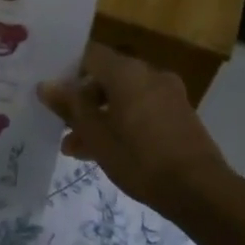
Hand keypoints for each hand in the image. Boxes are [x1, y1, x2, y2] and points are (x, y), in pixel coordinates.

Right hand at [39, 43, 232, 213]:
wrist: (199, 190)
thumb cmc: (140, 159)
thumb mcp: (96, 135)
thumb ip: (70, 107)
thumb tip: (45, 85)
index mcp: (127, 72)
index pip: (89, 54)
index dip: (67, 70)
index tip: (51, 93)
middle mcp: (149, 74)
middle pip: (106, 77)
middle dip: (82, 101)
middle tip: (61, 126)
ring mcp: (168, 94)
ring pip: (123, 97)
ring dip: (99, 117)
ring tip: (76, 148)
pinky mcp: (179, 114)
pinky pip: (141, 109)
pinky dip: (122, 122)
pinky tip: (105, 151)